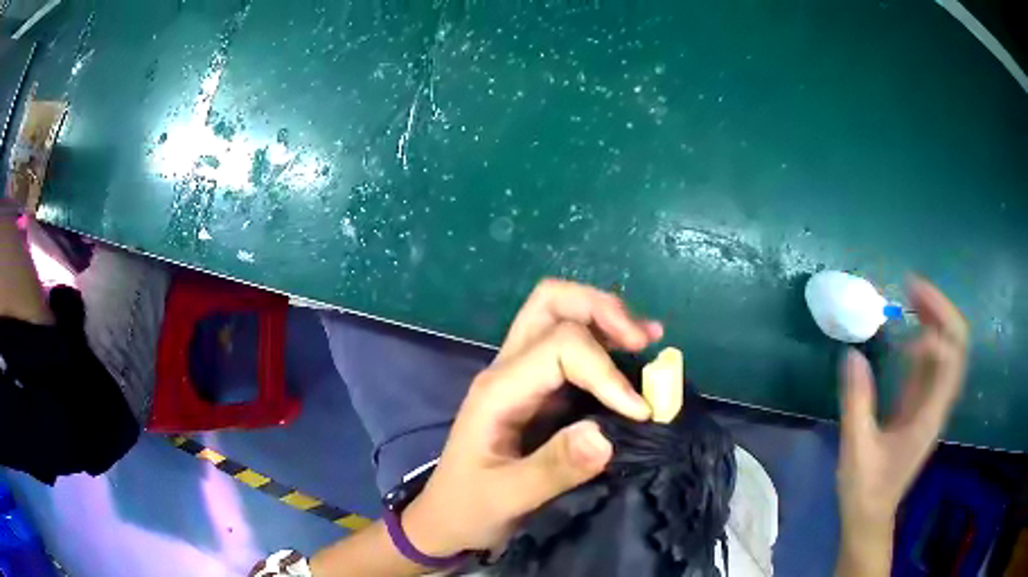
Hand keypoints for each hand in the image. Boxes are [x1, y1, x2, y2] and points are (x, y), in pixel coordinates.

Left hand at [401, 279, 662, 555]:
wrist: (447, 519)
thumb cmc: (470, 508)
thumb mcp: (507, 498)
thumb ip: (553, 469)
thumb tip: (606, 435)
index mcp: (499, 390)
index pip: (559, 348)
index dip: (606, 372)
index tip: (641, 412)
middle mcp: (509, 369)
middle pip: (551, 302)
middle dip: (602, 309)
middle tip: (642, 340)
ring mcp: (523, 376)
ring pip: (560, 314)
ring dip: (606, 318)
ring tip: (648, 338)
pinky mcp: (538, 390)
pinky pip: (570, 345)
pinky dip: (605, 340)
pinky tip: (634, 354)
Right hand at [836, 277, 968, 565]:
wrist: (871, 516)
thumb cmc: (865, 489)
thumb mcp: (857, 449)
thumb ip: (857, 403)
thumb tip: (852, 354)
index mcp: (929, 415)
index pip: (950, 359)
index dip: (935, 328)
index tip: (907, 309)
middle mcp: (938, 403)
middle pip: (957, 345)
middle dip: (940, 310)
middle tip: (912, 287)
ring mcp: (932, 403)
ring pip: (948, 350)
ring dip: (935, 318)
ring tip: (911, 296)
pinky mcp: (921, 404)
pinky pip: (933, 362)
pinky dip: (925, 337)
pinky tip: (907, 330)